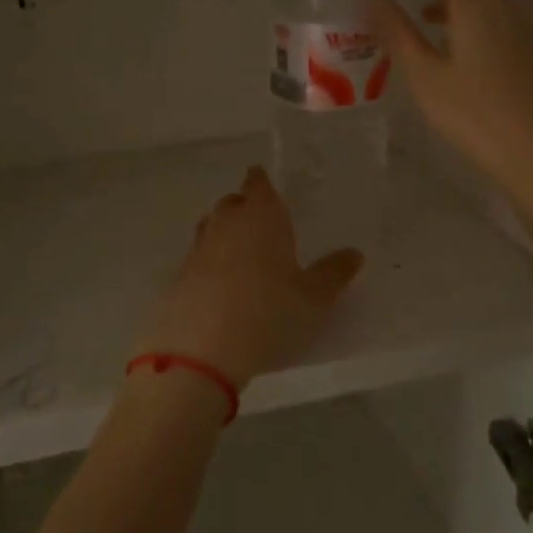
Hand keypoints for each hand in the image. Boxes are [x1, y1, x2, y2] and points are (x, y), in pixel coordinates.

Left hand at [136, 167, 362, 389]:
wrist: (201, 351)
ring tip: (240, 248)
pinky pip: (198, 259)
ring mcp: (198, 250)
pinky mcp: (179, 278)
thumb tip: (354, 253)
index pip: (258, 186)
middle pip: (231, 204)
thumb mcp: (314, 299)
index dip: (261, 182)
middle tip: (258, 218)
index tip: (261, 180)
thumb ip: (333, 273)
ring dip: (223, 232)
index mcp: (261, 218)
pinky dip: (209, 263)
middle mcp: (226, 225)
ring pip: (210, 228)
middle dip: (243, 206)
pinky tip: (219, 284)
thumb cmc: (269, 314)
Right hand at [371, 0, 532, 204]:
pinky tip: (450, 40)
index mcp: (476, 3)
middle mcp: (503, 5)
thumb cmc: (474, 113)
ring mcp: (521, 27)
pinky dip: (466, 15)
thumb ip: (397, 32)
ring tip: (419, 8)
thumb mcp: (424, 74)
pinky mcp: (527, 50)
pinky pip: (492, 16)